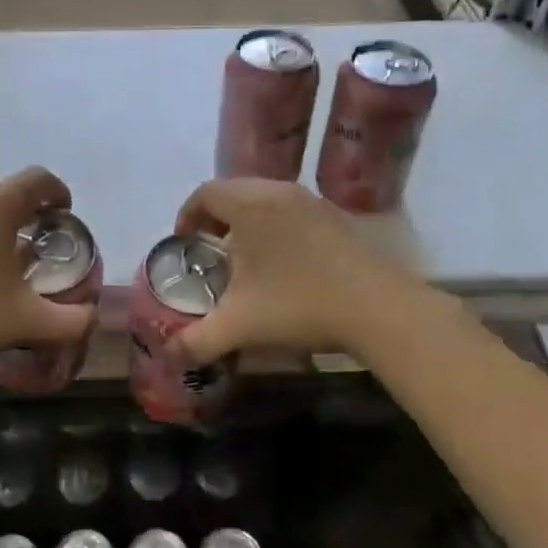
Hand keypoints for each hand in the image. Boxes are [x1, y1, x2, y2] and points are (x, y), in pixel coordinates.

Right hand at [168, 178, 406, 364]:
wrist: (378, 308)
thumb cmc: (299, 305)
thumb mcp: (240, 326)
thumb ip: (197, 341)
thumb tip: (169, 356)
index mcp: (250, 205)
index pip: (206, 193)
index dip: (187, 214)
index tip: (183, 241)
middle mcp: (279, 192)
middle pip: (234, 190)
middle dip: (214, 217)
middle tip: (208, 250)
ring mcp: (312, 202)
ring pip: (265, 197)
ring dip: (246, 220)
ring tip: (242, 256)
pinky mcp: (335, 217)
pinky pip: (290, 209)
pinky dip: (274, 224)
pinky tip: (280, 262)